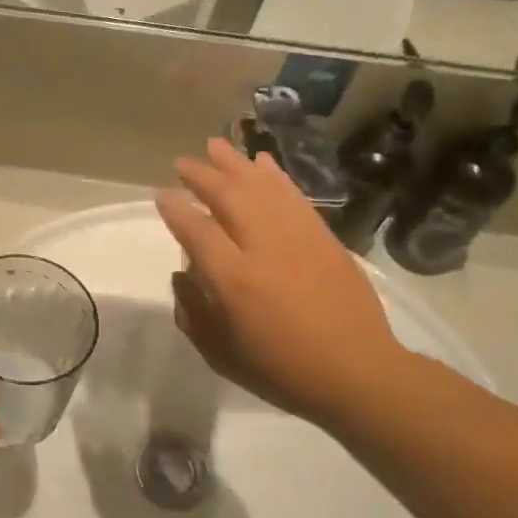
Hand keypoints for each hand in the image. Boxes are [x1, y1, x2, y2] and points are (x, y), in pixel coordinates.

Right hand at [156, 138, 404, 427]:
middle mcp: (263, 247)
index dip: (175, 208)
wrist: (356, 372)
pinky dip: (276, 175)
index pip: (196, 230)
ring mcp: (298, 237)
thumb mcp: (220, 354)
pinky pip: (294, 196)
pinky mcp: (324, 237)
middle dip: (202, 175)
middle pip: (228, 197)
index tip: (161, 193)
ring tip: (216, 144)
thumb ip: (193, 313)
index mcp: (233, 279)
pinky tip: (263, 162)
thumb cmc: (281, 370)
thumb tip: (183, 276)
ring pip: (262, 187)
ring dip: (236, 163)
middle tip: (183, 162)